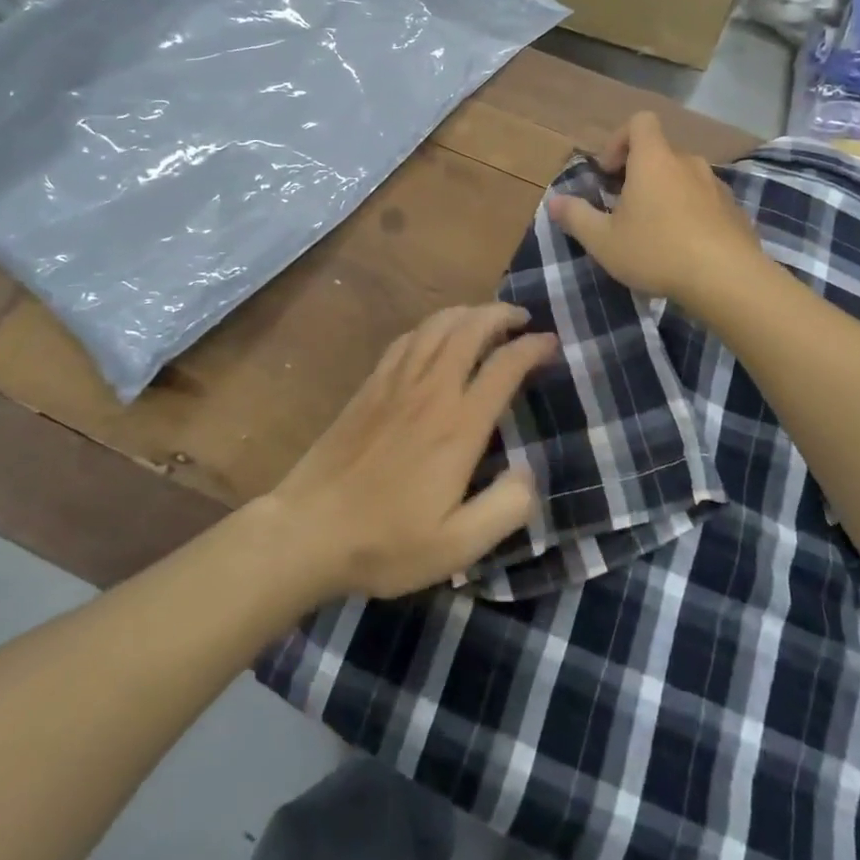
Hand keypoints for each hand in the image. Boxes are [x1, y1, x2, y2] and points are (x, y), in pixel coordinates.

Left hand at [266, 304, 552, 599]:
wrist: (309, 530)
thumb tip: (529, 471)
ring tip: (485, 318)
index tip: (550, 343)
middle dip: (501, 315)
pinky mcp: (370, 386)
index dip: (533, 347)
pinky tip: (435, 336)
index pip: (504, 366)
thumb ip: (506, 508)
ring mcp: (395, 383)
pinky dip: (431, 326)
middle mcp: (431, 391)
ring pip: (437, 325)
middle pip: (470, 328)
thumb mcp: (458, 546)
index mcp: (458, 426)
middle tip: (522, 320)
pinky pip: (406, 339)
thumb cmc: (386, 542)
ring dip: (467, 313)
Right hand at [547, 111, 764, 305]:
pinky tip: (685, 248)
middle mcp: (688, 163)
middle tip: (625, 209)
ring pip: (684, 179)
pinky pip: (706, 202)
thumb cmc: (657, 251)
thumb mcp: (604, 240)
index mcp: (654, 160)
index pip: (640, 121)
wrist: (727, 279)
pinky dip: (691, 214)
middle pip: (660, 153)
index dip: (620, 139)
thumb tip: (554, 201)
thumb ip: (576, 217)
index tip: (609, 172)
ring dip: (666, 195)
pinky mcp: (735, 211)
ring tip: (655, 232)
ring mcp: (716, 186)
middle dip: (640, 174)